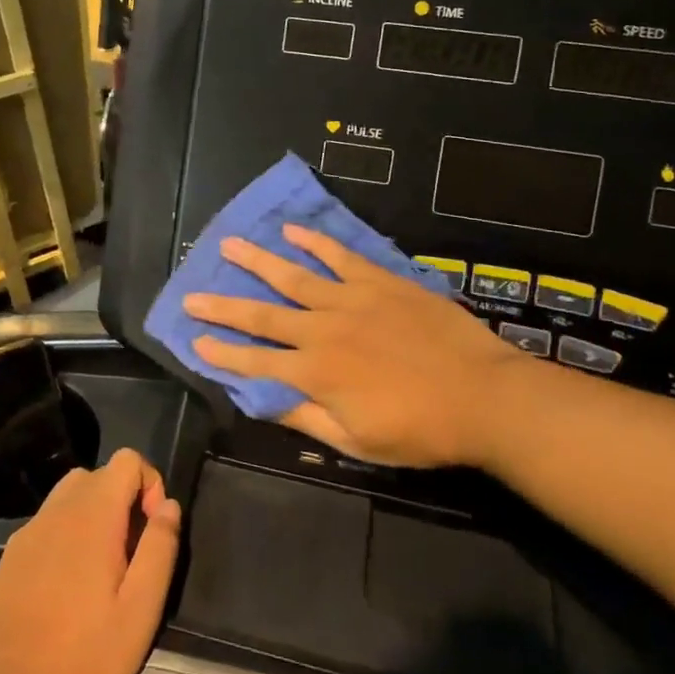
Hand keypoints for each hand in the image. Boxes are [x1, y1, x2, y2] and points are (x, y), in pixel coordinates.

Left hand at [0, 449, 180, 673]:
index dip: (149, 484)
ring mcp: (28, 531)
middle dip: (122, 502)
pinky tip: (65, 589)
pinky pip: (46, 526)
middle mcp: (57, 509)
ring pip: (68, 497)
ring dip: (92, 517)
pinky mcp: (9, 556)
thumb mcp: (141, 609)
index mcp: (93, 513)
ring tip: (100, 571)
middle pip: (98, 475)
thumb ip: (160, 548)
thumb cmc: (85, 655)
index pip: (128, 460)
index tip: (152, 533)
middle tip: (130, 556)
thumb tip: (168, 505)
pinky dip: (64, 538)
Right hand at [185, 225, 520, 466]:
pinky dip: (314, 242)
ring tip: (229, 244)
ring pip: (293, 276)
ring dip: (258, 261)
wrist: (483, 395)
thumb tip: (266, 402)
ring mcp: (350, 299)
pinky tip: (292, 231)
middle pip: (262, 315)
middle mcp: (322, 330)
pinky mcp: (379, 281)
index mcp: (315, 373)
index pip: (255, 363)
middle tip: (192, 294)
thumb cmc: (421, 430)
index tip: (195, 340)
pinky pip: (339, 256)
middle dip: (223, 306)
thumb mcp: (358, 442)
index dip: (222, 353)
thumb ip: (308, 420)